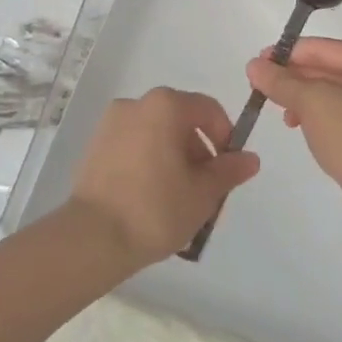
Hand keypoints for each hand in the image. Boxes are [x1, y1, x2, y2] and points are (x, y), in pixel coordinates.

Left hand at [67, 87, 260, 267]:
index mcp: (166, 105)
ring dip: (174, 159)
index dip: (225, 137)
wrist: (91, 238)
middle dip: (199, 153)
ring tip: (178, 201)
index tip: (228, 170)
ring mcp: (112, 123)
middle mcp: (138, 103)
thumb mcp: (203, 194)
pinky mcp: (95, 146)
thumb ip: (229, 171)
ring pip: (157, 134)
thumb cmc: (155, 209)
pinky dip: (149, 163)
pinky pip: (134, 146)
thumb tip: (250, 158)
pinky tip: (151, 200)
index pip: (208, 109)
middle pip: (181, 121)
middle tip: (205, 192)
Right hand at [245, 39, 341, 237]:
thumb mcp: (312, 102)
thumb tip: (253, 65)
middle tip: (262, 85)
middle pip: (333, 72)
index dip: (289, 54)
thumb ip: (281, 81)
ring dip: (307, 102)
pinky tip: (303, 129)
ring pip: (338, 98)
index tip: (259, 61)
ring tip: (283, 114)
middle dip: (297, 79)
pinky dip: (323, 120)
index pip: (326, 49)